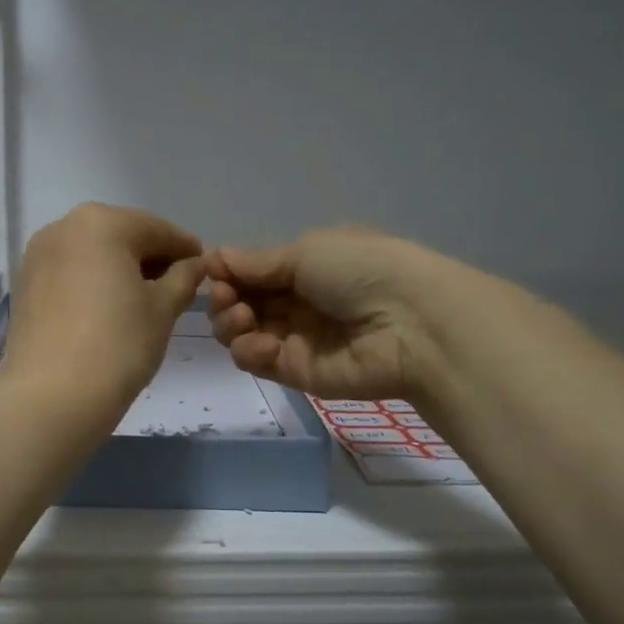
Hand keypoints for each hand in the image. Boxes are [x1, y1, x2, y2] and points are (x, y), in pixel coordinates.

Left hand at [1, 203, 206, 420]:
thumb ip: (183, 278)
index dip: (185, 249)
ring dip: (120, 269)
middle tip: (176, 287)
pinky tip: (108, 309)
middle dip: (150, 257)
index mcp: (102, 223)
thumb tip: (192, 265)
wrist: (51, 396)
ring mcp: (38, 255)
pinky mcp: (24, 285)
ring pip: (92, 253)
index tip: (204, 268)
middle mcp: (63, 227)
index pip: (157, 229)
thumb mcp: (163, 309)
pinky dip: (92, 282)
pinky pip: (69, 273)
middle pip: (121, 235)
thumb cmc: (118, 345)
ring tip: (143, 301)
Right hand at [207, 225, 441, 400]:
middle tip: (226, 297)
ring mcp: (295, 338)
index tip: (212, 272)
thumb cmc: (360, 270)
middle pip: (240, 303)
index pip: (251, 272)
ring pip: (241, 333)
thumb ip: (257, 262)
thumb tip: (214, 257)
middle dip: (224, 298)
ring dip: (230, 323)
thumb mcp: (306, 251)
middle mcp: (296, 302)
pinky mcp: (296, 373)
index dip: (227, 273)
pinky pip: (257, 362)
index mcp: (304, 267)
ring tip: (242, 319)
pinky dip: (249, 351)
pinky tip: (263, 343)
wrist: (411, 323)